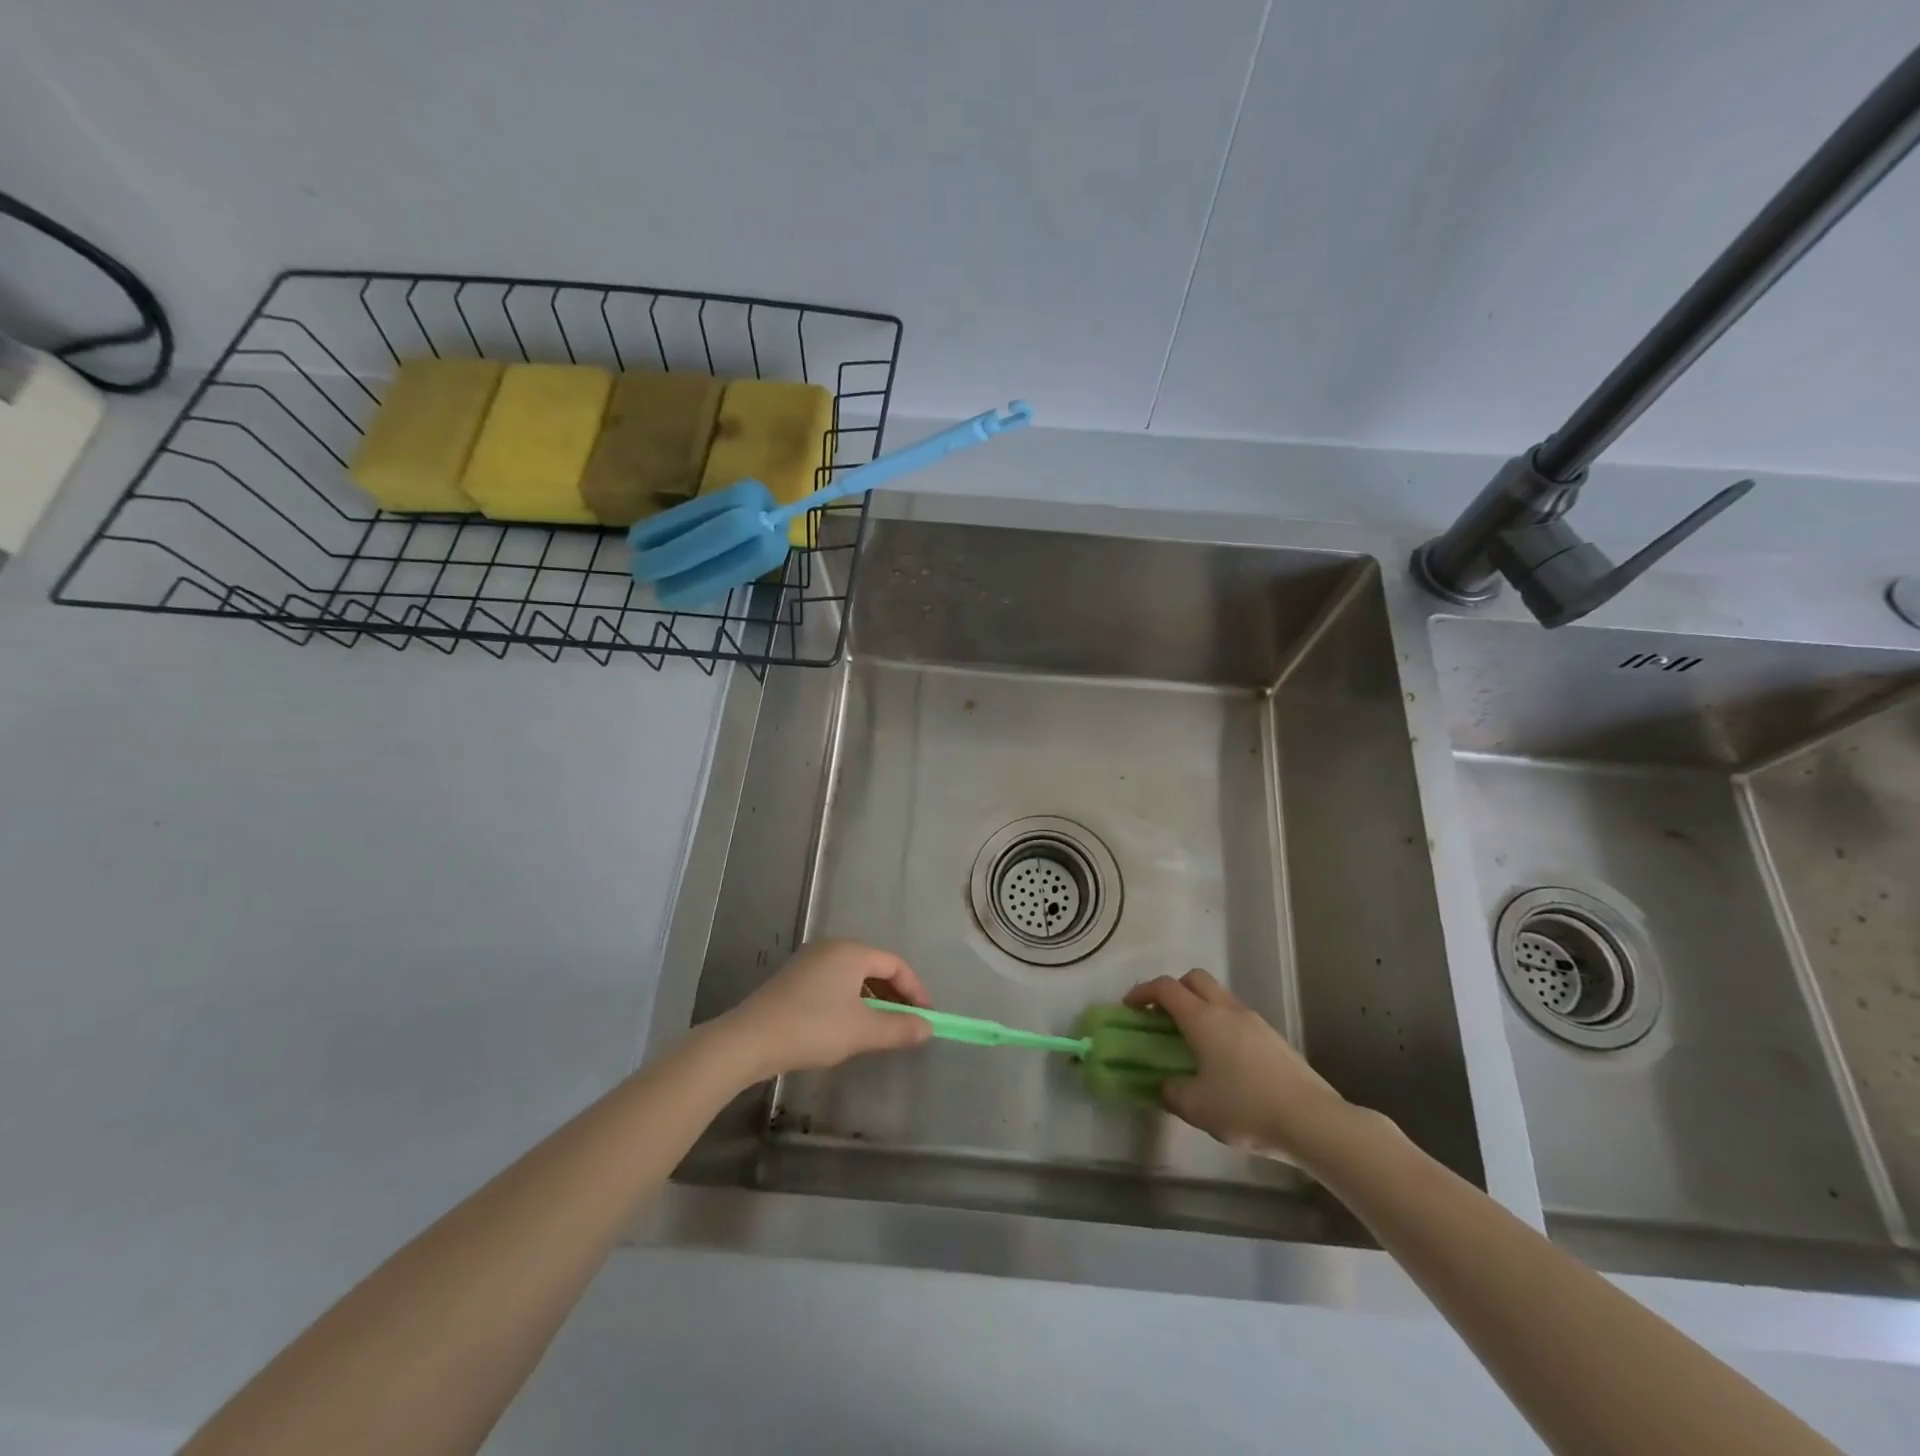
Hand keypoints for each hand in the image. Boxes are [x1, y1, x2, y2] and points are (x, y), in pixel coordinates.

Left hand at [716, 938, 932, 1080]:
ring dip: (872, 999)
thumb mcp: (862, 1031)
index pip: (895, 964)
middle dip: (894, 994)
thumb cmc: (813, 1028)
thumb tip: (928, 1028)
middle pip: (874, 966)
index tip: (926, 1016)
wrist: (749, 1040)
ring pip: (853, 976)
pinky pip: (834, 982)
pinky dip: (850, 1000)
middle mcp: (831, 947)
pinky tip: (847, 1025)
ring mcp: (809, 961)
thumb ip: (899, 1028)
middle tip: (906, 1022)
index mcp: (851, 951)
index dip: (915, 990)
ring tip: (880, 1027)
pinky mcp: (793, 978)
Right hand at [1124, 969, 1356, 1162]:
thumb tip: (1165, 1083)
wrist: (1311, 1119)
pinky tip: (1224, 1059)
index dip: (1143, 992)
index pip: (1165, 988)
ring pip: (1219, 996)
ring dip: (1200, 1007)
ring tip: (1192, 1040)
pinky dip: (1222, 1025)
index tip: (1130, 1007)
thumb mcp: (1195, 1107)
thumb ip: (1171, 1091)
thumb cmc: (1245, 1108)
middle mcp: (1227, 1009)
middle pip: (1194, 979)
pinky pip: (1238, 1017)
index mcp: (1202, 1018)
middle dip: (1174, 990)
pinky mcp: (1273, 1037)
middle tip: (1162, 1015)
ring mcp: (1254, 1021)